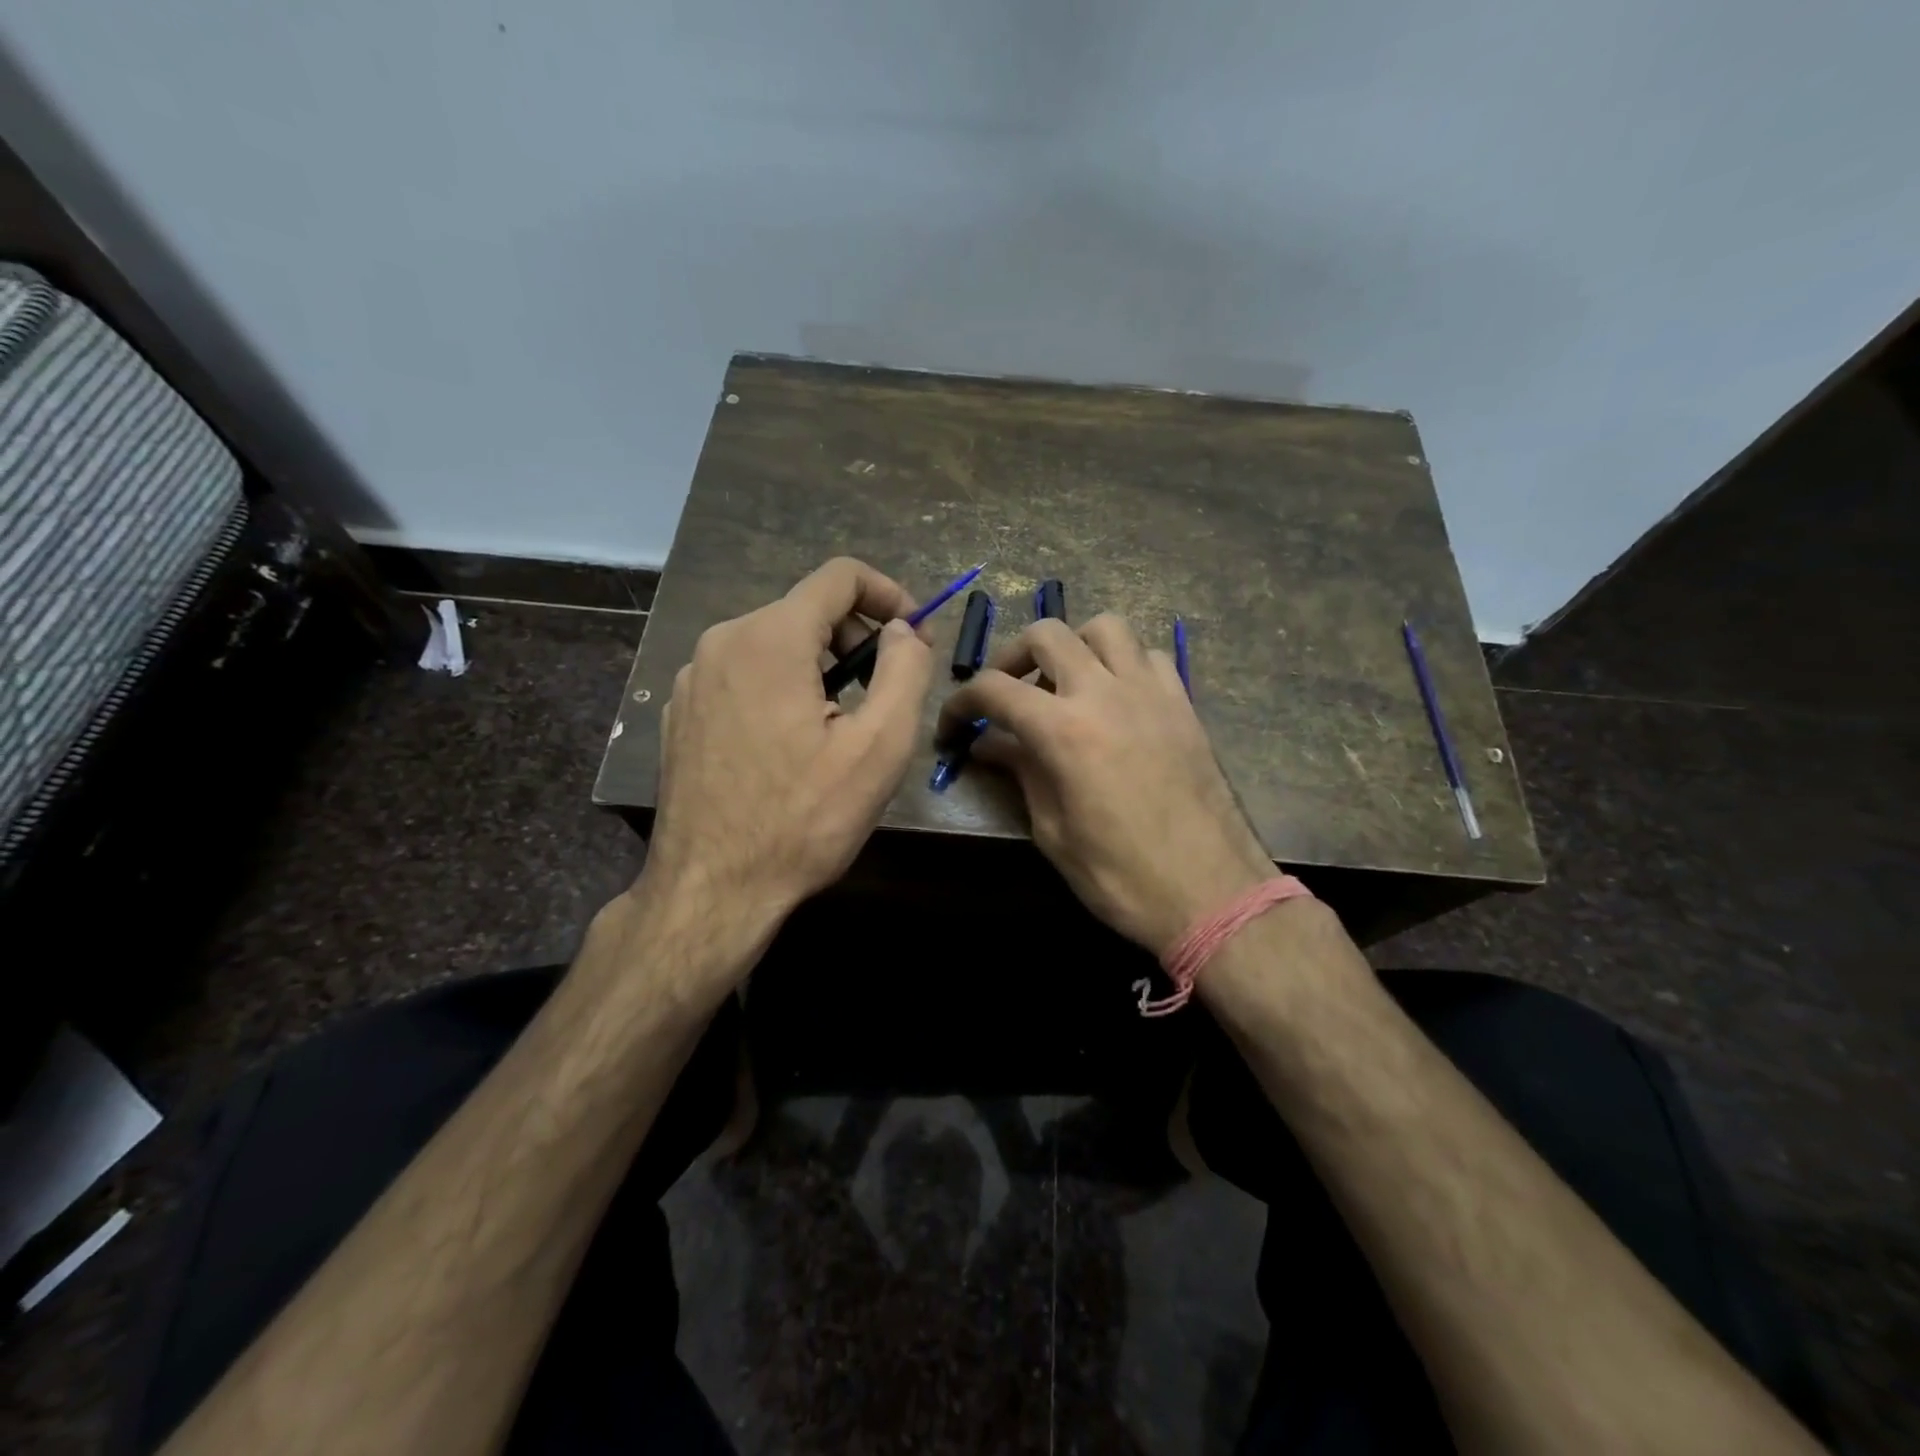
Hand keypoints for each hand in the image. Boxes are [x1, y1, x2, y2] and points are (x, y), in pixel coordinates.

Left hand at [645, 557, 933, 931]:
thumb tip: (905, 629)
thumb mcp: (878, 747)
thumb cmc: (803, 821)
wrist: (712, 891)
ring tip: (841, 726)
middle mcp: (722, 642)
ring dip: (821, 667)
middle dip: (857, 637)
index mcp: (770, 639)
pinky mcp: (683, 712)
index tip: (915, 635)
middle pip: (806, 609)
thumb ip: (904, 671)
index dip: (889, 593)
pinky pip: (744, 675)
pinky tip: (792, 746)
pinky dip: (782, 688)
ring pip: (775, 643)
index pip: (839, 576)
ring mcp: (693, 678)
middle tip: (884, 692)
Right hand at [938, 614, 1272, 956]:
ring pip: (1105, 627)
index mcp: (1063, 730)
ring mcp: (1151, 692)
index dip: (961, 702)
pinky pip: (1148, 656)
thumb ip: (1020, 772)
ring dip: (1073, 645)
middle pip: (1047, 634)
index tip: (952, 726)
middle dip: (1011, 656)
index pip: (993, 689)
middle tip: (1004, 692)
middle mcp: (1104, 693)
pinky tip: (1114, 698)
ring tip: (1062, 683)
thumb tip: (988, 742)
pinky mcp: (1183, 704)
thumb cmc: (1120, 875)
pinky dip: (1122, 663)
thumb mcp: (1052, 831)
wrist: (1211, 893)